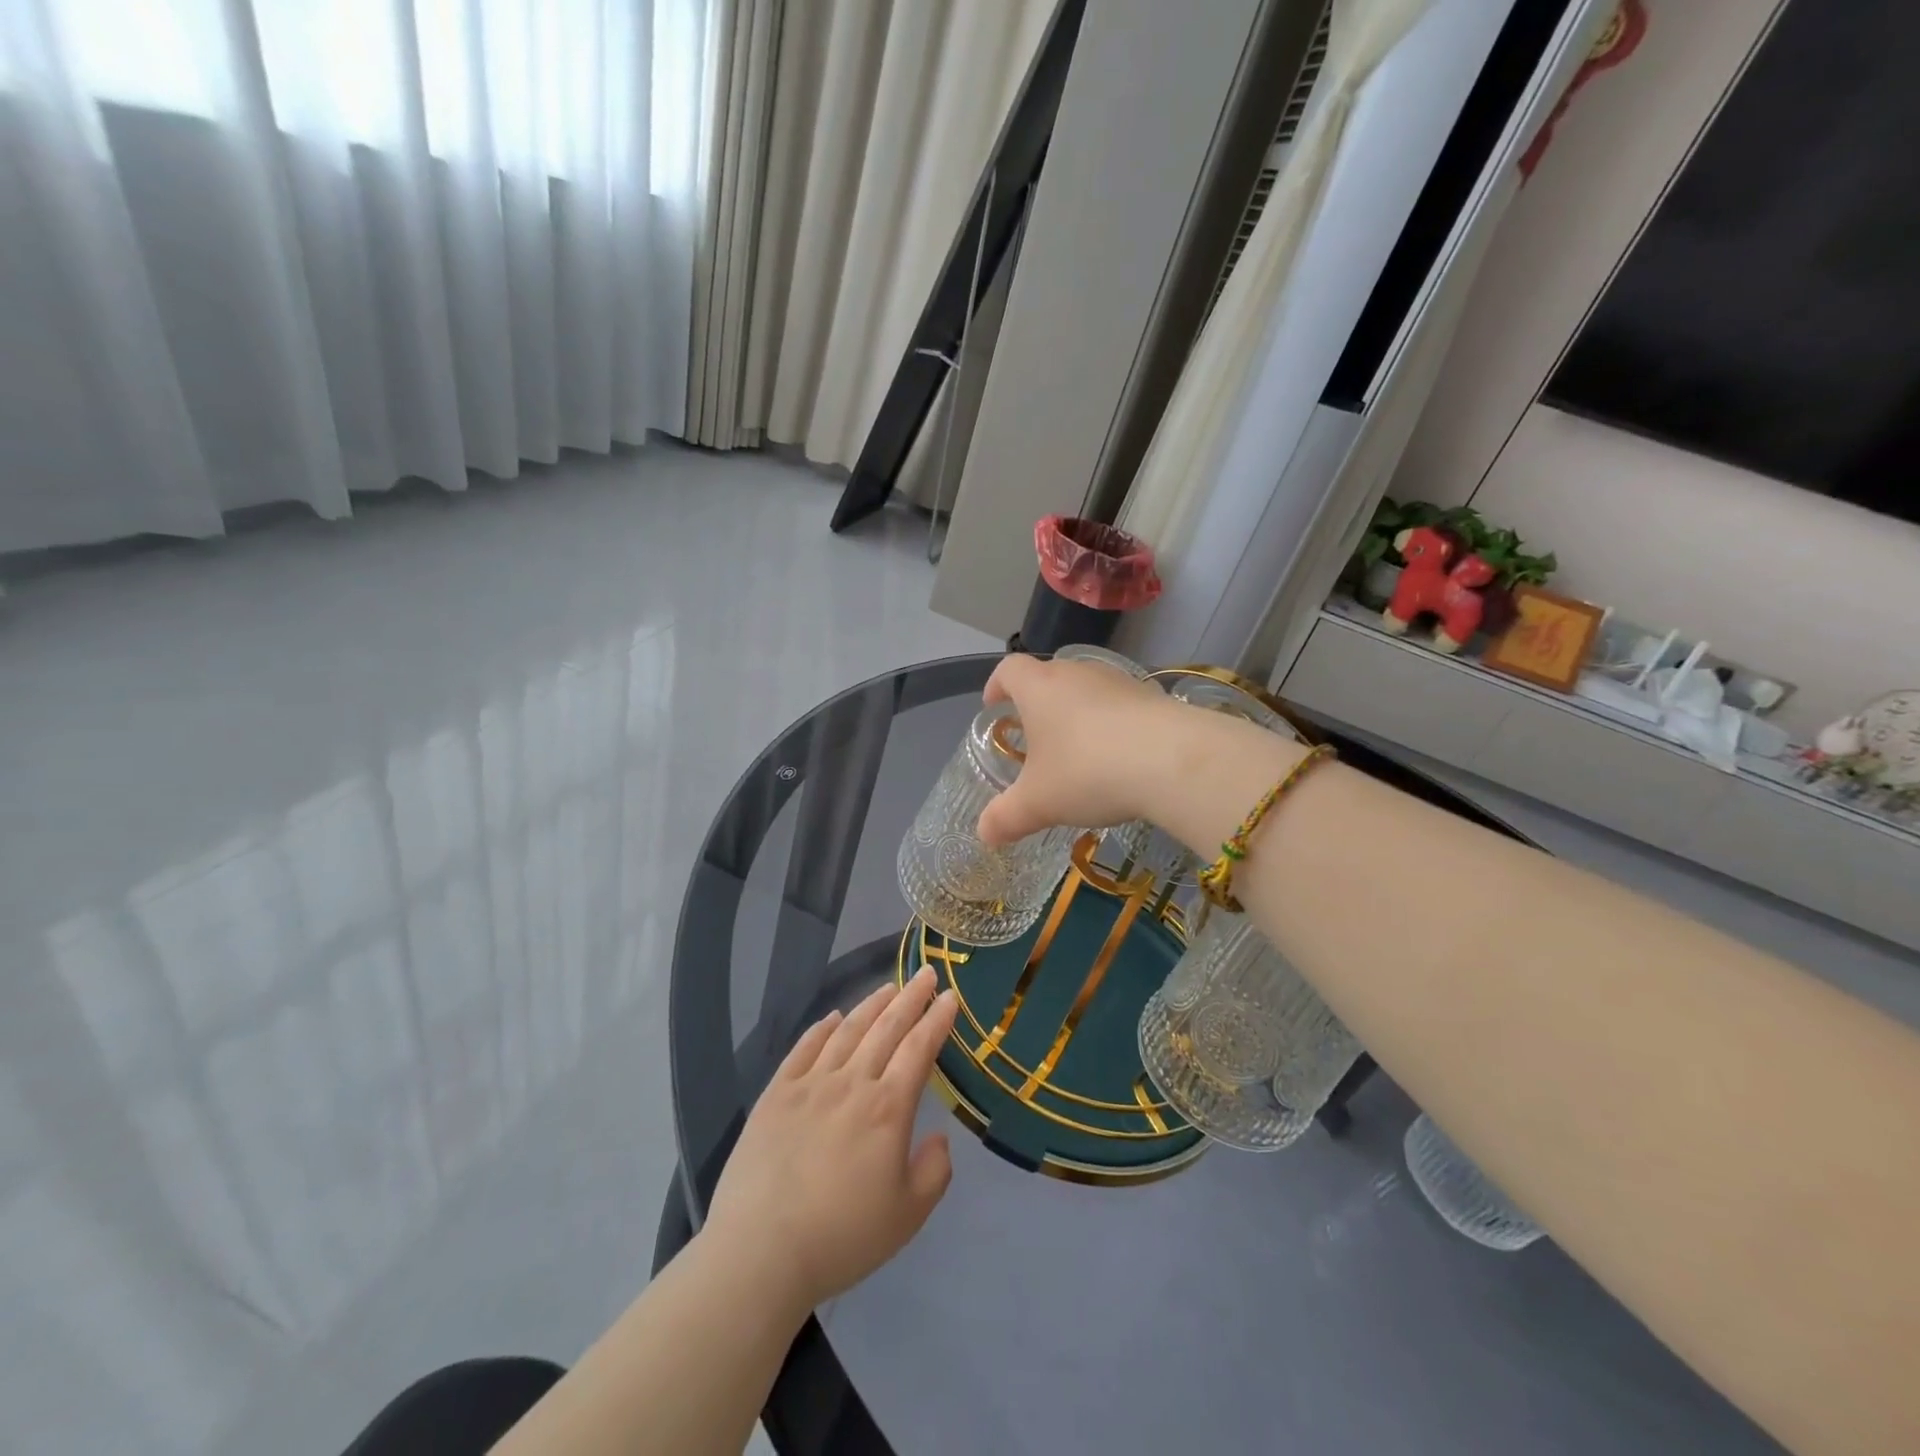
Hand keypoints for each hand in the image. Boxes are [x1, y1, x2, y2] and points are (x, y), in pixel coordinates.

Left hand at [702, 968, 958, 1313]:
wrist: (761, 1251)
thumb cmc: (842, 1237)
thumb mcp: (907, 1216)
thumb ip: (934, 1172)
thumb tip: (939, 1137)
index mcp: (888, 1108)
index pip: (919, 1049)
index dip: (937, 1020)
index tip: (950, 996)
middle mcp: (852, 1082)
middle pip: (887, 1028)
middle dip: (910, 998)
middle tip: (926, 973)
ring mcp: (810, 1083)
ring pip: (848, 1031)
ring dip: (871, 1005)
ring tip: (888, 987)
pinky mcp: (776, 1094)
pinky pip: (804, 1049)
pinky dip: (821, 1028)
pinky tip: (832, 1017)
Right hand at [975, 653, 1187, 845]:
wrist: (1173, 760)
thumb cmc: (1087, 771)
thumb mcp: (1038, 803)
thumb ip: (1006, 817)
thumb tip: (985, 834)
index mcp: (1039, 688)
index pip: (1009, 670)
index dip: (996, 686)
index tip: (994, 706)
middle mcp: (1077, 673)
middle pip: (1049, 676)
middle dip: (1037, 704)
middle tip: (1034, 737)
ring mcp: (1119, 681)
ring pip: (1087, 690)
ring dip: (1077, 713)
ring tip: (1077, 751)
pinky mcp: (1153, 696)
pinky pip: (1121, 705)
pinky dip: (1112, 725)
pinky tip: (1119, 758)